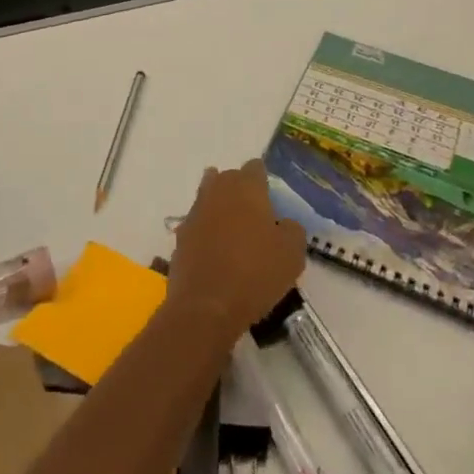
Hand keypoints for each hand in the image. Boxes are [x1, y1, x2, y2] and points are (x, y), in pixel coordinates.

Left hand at [167, 160, 305, 346]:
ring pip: (208, 198)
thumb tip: (284, 223)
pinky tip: (216, 251)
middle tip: (254, 212)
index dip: (264, 180)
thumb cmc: (256, 273)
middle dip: (239, 189)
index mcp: (246, 187)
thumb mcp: (292, 253)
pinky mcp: (180, 237)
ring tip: (234, 230)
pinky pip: (197, 224)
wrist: (207, 306)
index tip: (272, 198)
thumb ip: (292, 229)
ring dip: (220, 208)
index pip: (255, 167)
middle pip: (227, 178)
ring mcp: (195, 213)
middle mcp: (217, 191)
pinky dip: (206, 231)